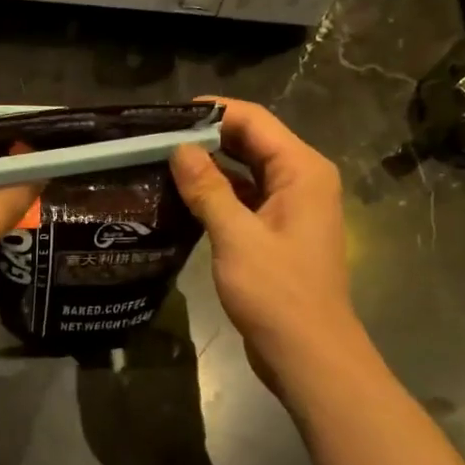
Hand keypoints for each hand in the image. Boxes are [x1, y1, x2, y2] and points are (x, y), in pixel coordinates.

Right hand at [169, 99, 365, 388]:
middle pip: (252, 142)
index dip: (213, 111)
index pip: (255, 121)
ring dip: (210, 166)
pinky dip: (218, 194)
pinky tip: (182, 196)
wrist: (308, 354)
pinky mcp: (277, 232)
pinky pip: (245, 198)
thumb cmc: (277, 292)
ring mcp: (290, 208)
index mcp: (302, 170)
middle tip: (157, 138)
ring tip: (161, 162)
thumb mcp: (236, 236)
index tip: (167, 115)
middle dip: (207, 137)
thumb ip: (207, 189)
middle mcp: (301, 180)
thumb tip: (179, 148)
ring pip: (246, 171)